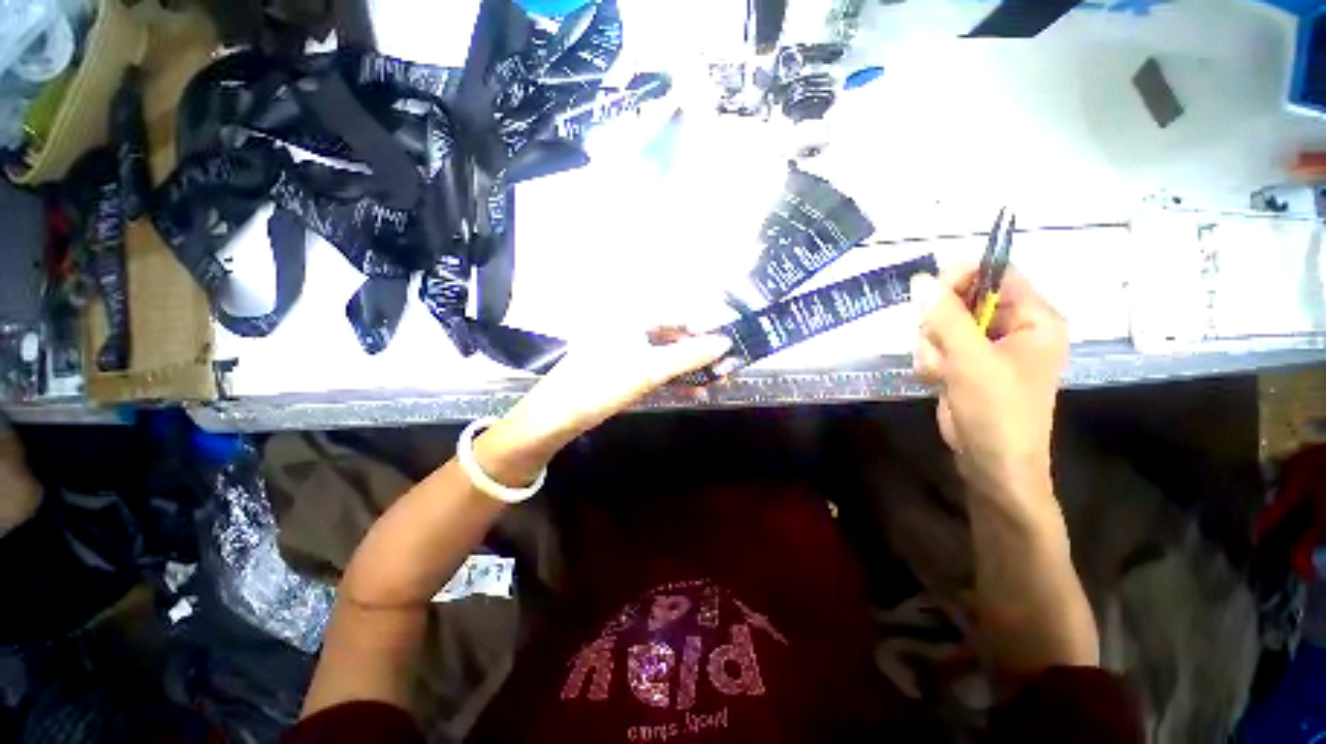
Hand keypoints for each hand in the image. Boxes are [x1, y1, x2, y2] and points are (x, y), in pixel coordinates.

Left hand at [475, 330, 731, 485]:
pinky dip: (671, 378)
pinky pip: (650, 368)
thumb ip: (688, 356)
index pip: (676, 312)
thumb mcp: (648, 371)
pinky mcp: (614, 371)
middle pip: (670, 333)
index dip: (705, 324)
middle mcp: (624, 326)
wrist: (552, 417)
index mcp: (629, 316)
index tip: (732, 338)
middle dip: (699, 349)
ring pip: (662, 353)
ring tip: (716, 380)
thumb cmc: (599, 386)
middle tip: (727, 365)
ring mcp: (617, 349)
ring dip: (688, 367)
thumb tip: (725, 342)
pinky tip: (691, 391)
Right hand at [910, 267, 1067, 508]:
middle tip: (936, 346)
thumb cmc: (998, 417)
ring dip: (937, 344)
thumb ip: (945, 315)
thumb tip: (920, 280)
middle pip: (971, 295)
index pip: (997, 272)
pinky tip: (937, 381)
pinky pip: (950, 345)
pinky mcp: (981, 370)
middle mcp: (1022, 328)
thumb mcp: (971, 361)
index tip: (931, 296)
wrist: (997, 479)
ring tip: (940, 373)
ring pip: (954, 321)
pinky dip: (938, 360)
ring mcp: (1000, 350)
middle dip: (945, 321)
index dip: (963, 277)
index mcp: (1037, 318)